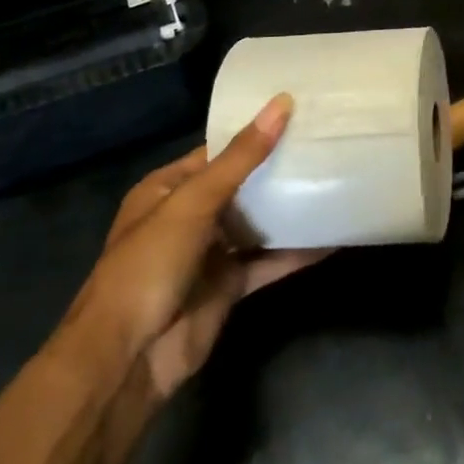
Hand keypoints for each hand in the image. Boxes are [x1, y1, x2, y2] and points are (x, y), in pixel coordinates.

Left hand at [45, 95, 322, 463]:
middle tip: (326, 142)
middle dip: (278, 168)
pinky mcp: (229, 286)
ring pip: (257, 223)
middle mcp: (189, 216)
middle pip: (241, 185)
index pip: (218, 150)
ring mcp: (210, 253)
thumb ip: (241, 157)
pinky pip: (267, 262)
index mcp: (168, 189)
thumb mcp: (193, 202)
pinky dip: (296, 252)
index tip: (299, 113)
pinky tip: (332, 237)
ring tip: (335, 179)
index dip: (254, 132)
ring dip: (289, 208)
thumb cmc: (149, 265)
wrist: (127, 360)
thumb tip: (282, 104)